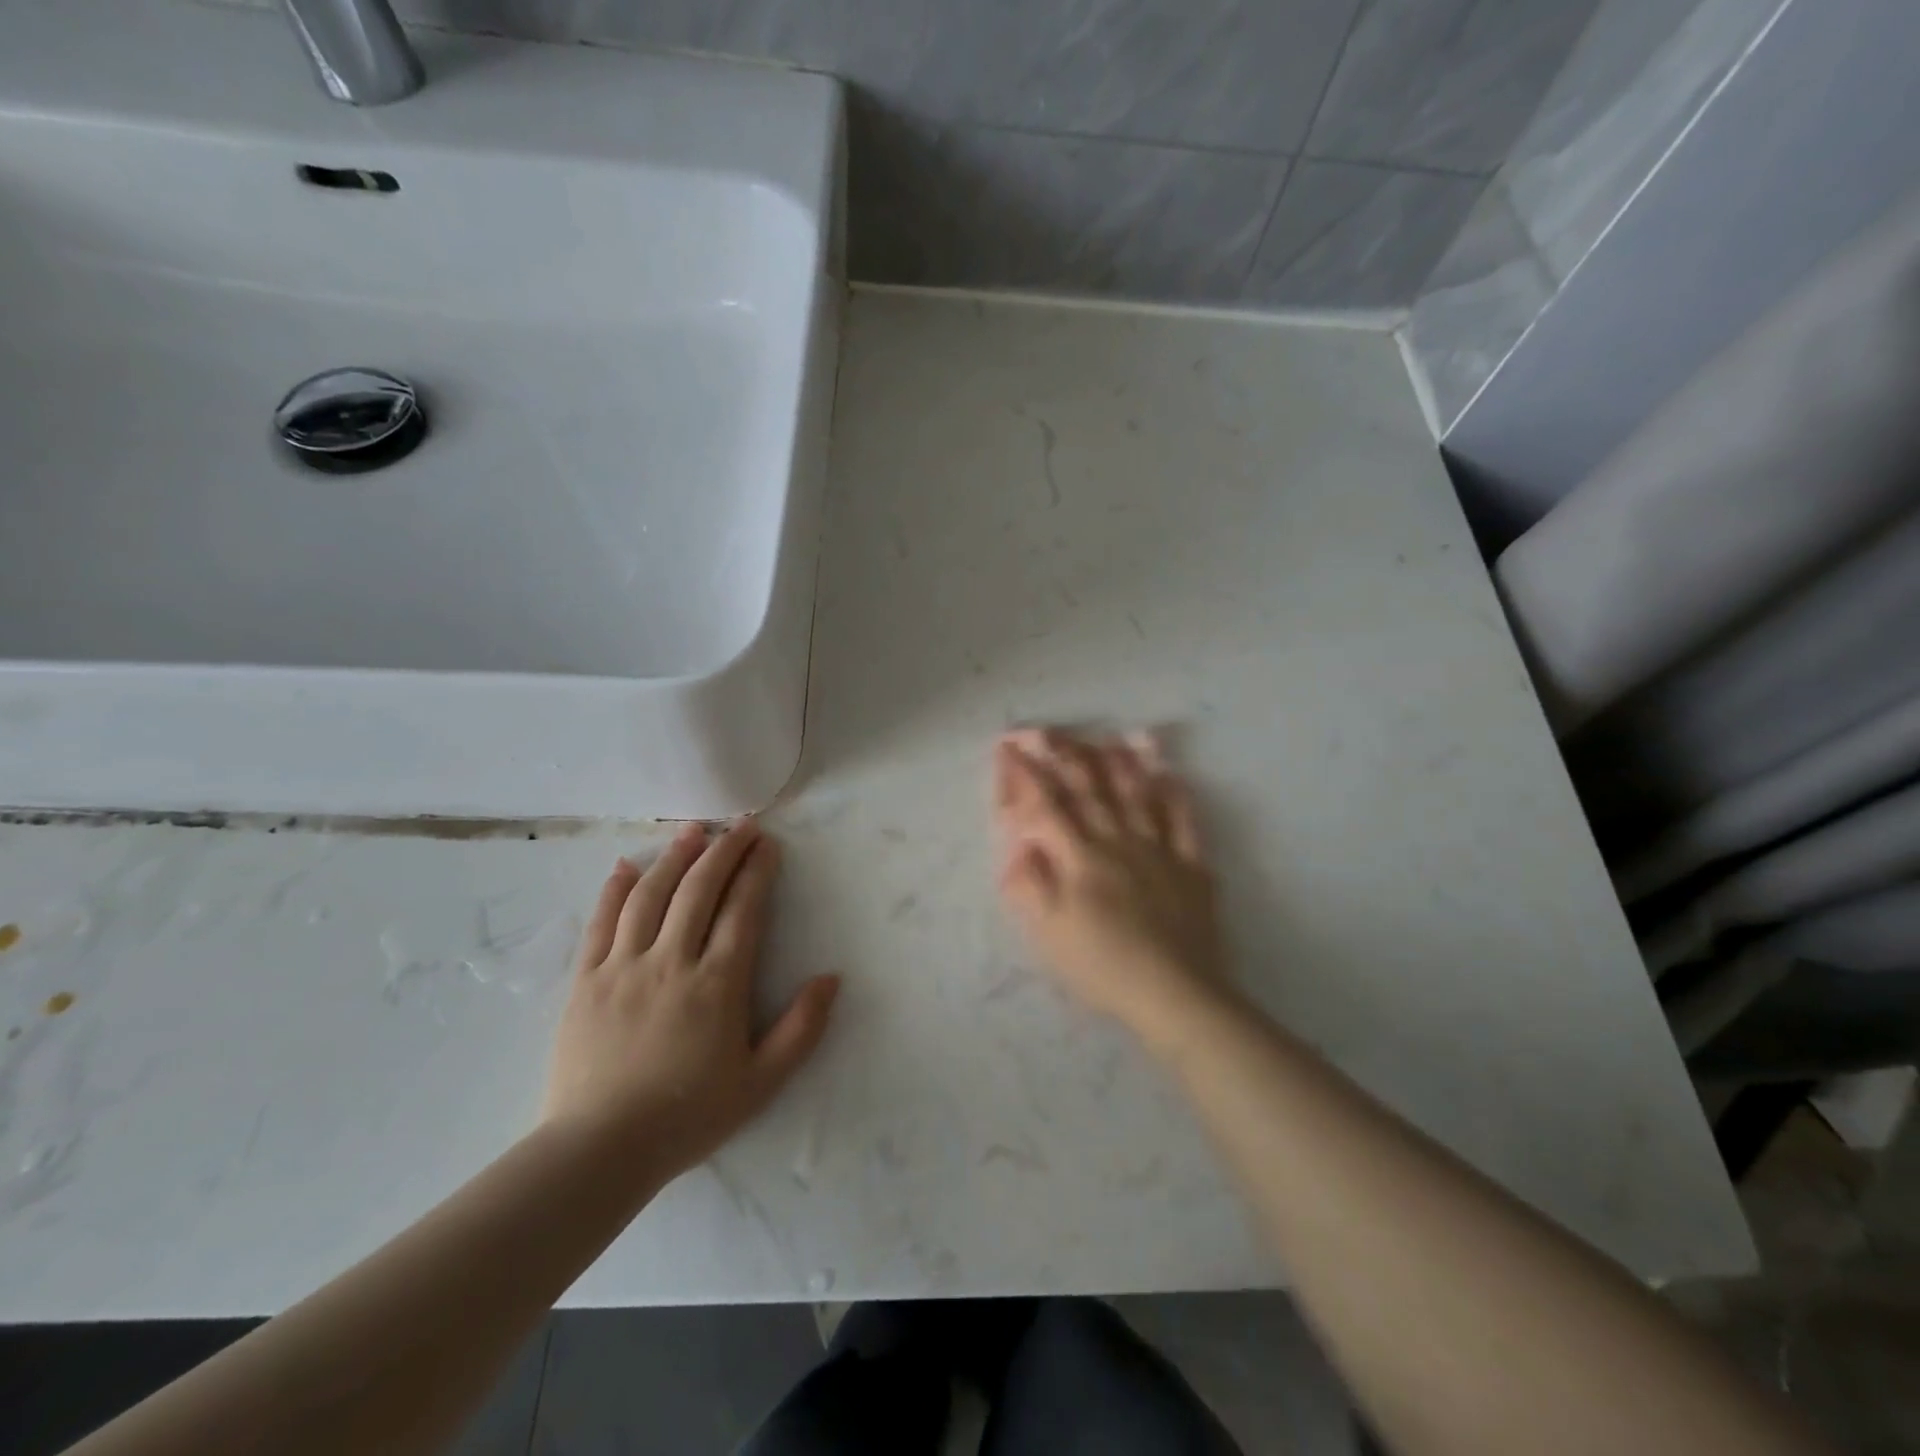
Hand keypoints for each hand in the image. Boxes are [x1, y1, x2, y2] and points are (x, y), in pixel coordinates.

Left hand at [543, 820, 838, 1194]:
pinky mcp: (585, 981)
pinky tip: (625, 866)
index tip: (769, 844)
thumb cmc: (687, 1117)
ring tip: (693, 830)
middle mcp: (671, 962)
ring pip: (650, 895)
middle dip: (724, 850)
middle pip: (699, 889)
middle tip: (742, 824)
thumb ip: (801, 1029)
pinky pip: (600, 923)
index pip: (743, 910)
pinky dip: (614, 890)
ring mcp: (623, 967)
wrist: (597, 1152)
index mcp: (717, 984)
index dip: (758, 871)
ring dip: (675, 857)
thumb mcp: (761, 1083)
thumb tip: (830, 978)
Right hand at [994, 729, 1232, 1042]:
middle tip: (1048, 730)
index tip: (1008, 747)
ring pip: (1136, 794)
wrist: (1174, 993)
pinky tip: (1170, 776)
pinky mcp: (1191, 867)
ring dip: (1119, 763)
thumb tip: (1018, 844)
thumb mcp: (1048, 933)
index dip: (1025, 774)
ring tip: (1108, 736)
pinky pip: (1184, 821)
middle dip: (1065, 755)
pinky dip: (1176, 796)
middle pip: (1089, 789)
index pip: (1046, 806)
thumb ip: (1029, 885)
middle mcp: (1117, 841)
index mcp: (1080, 858)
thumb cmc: (1102, 966)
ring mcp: (1158, 850)